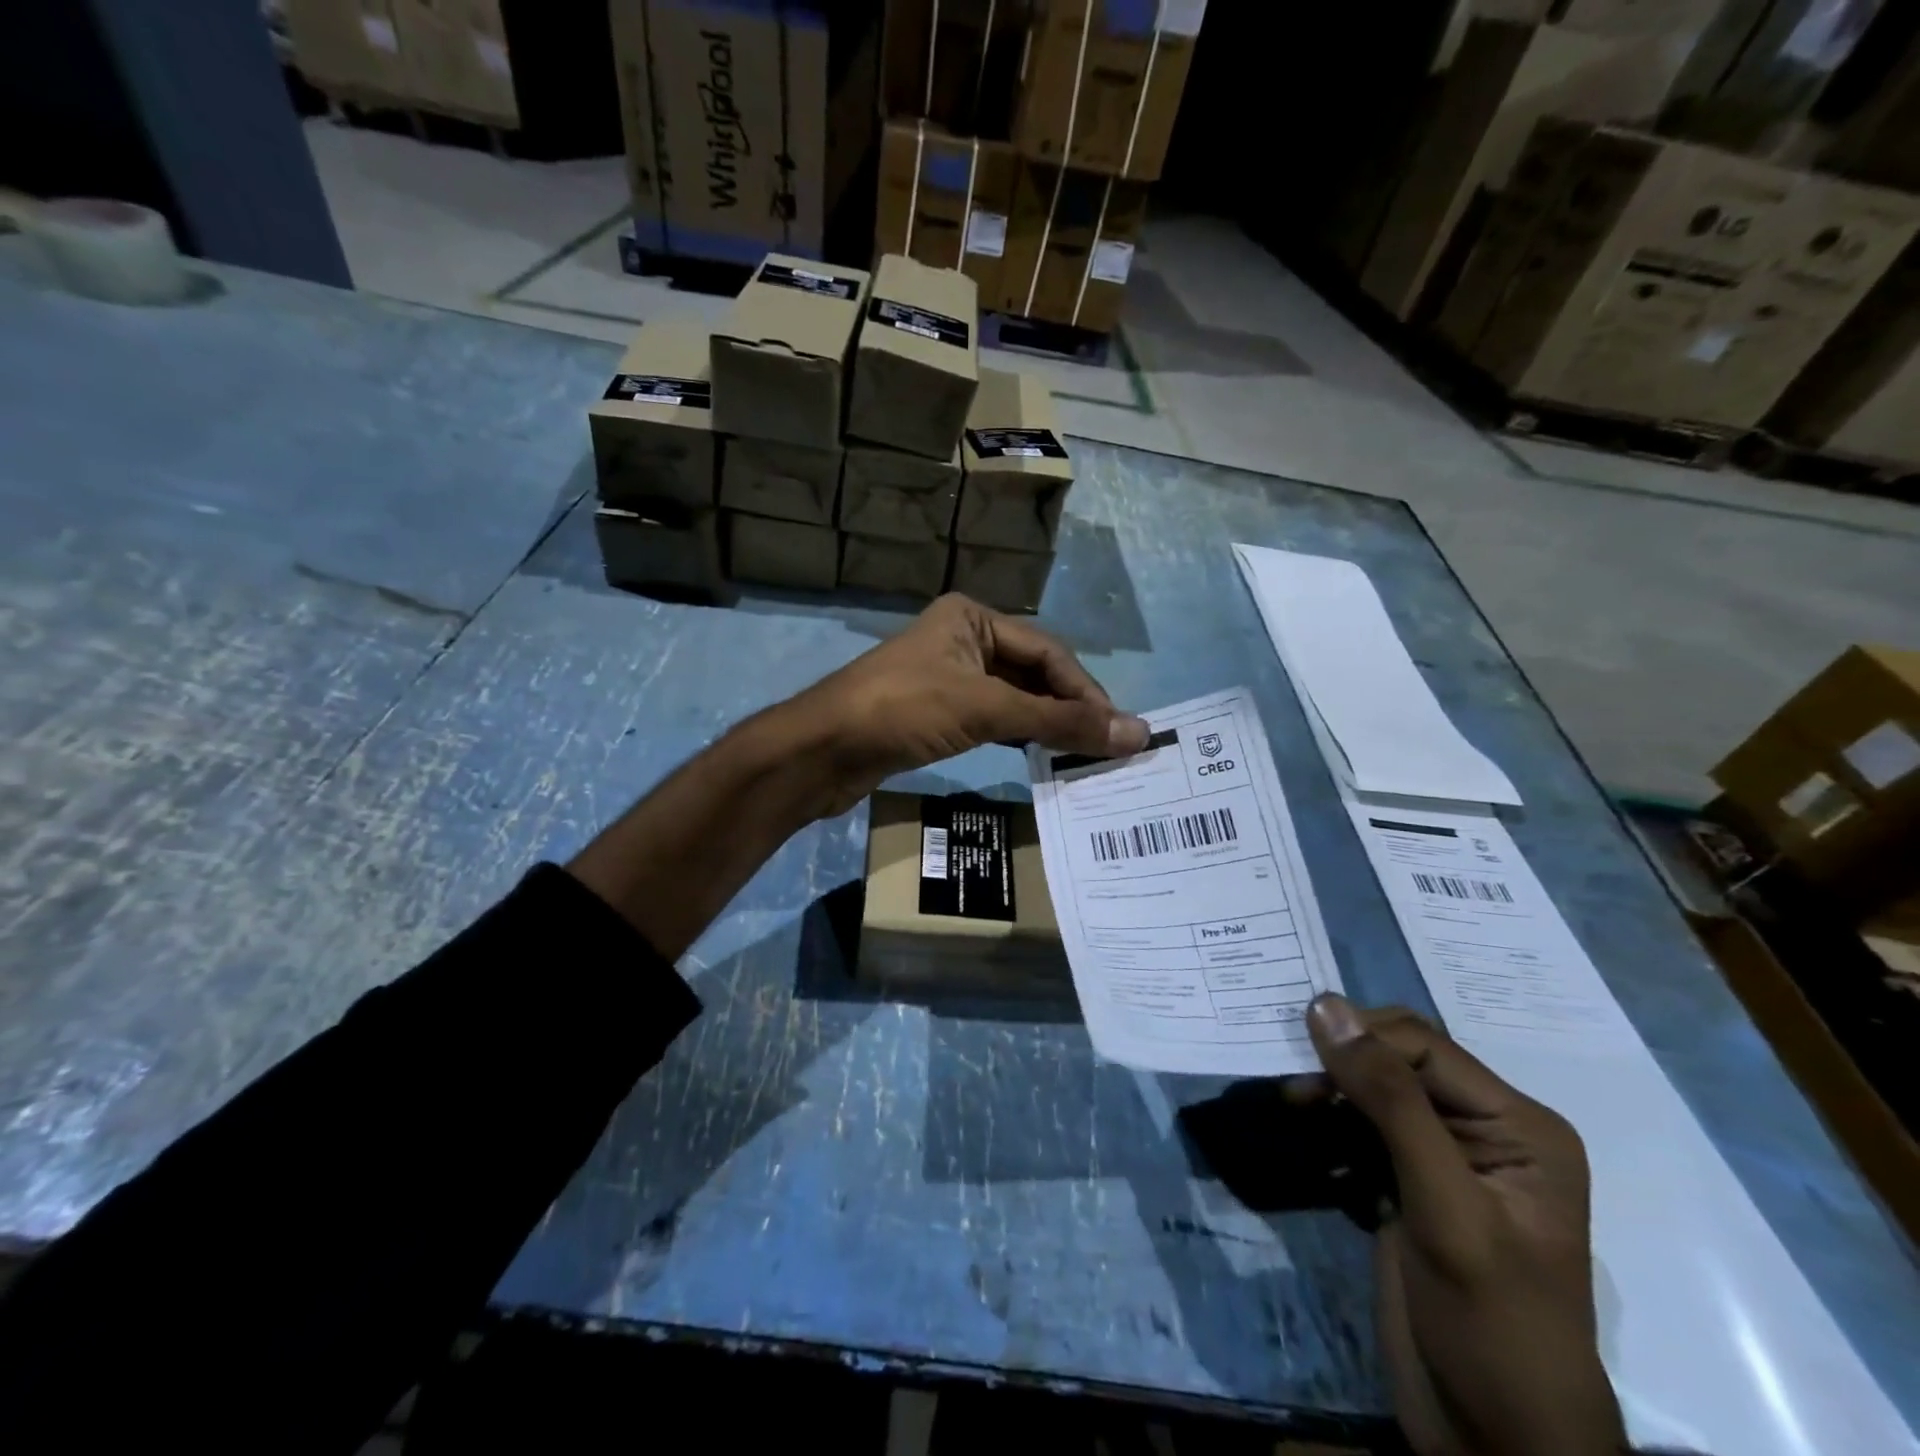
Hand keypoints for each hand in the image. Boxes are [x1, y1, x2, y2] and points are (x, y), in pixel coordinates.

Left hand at [778, 593, 1148, 816]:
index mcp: (973, 618)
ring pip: (1013, 700)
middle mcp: (963, 640)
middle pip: (1033, 674)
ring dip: (1047, 726)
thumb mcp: (986, 708)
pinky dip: (1019, 737)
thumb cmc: (904, 710)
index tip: (1118, 731)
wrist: (822, 750)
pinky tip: (1042, 758)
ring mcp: (948, 678)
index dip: (1085, 692)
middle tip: (1106, 747)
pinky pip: (992, 721)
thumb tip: (1136, 733)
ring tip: (1083, 757)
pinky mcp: (936, 714)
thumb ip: (1060, 721)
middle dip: (1069, 709)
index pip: (1048, 652)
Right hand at [1302, 995, 1625, 1455]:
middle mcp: (1486, 1130)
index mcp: (1519, 1126)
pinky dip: (1332, 1124)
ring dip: (1332, 1090)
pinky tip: (1312, 1141)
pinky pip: (1363, 1126)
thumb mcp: (1444, 1207)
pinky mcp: (1411, 1185)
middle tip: (1293, 1088)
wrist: (1496, 1443)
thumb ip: (1390, 1101)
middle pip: (1400, 1060)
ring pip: (1376, 1089)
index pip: (1425, 1047)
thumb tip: (1325, 1006)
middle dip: (1344, 1062)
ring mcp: (1447, 1158)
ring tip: (1294, 1106)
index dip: (1361, 1040)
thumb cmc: (1490, 1322)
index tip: (1295, 1054)